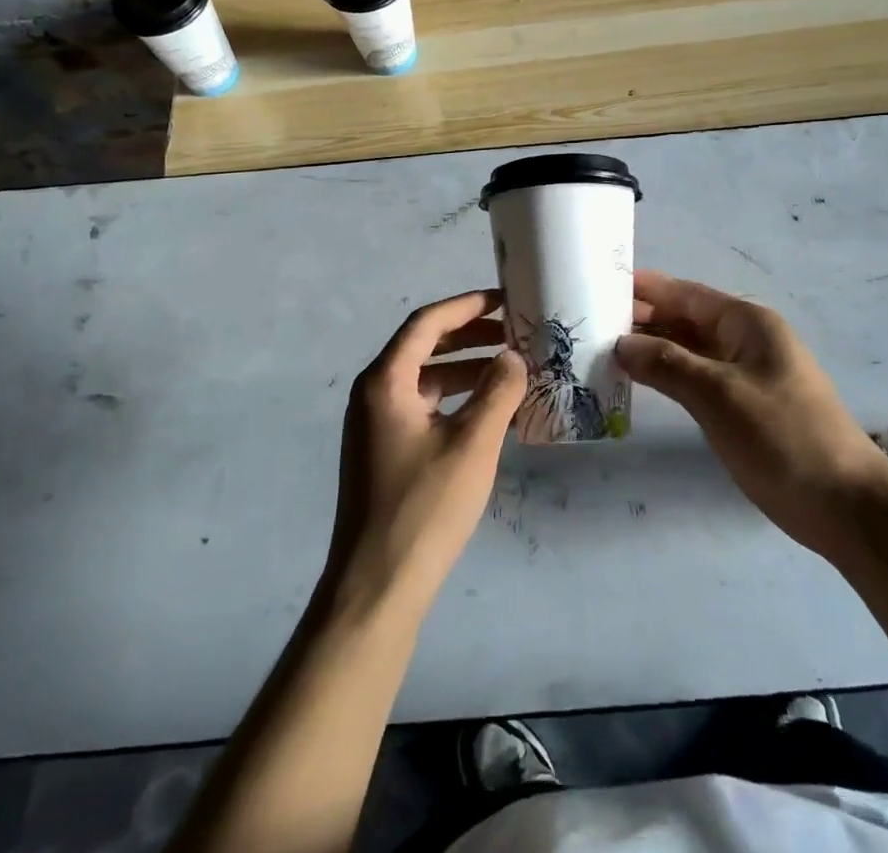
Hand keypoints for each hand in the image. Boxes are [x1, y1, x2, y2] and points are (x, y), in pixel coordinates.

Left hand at [323, 290, 526, 622]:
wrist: (377, 587)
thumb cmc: (425, 506)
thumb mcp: (472, 444)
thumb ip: (497, 392)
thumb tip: (514, 357)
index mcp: (385, 381)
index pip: (427, 323)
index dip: (467, 306)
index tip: (505, 301)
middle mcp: (373, 394)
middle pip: (424, 346)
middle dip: (470, 336)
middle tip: (514, 334)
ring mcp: (375, 425)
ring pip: (425, 378)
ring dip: (465, 369)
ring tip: (510, 370)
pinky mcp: (384, 452)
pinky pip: (422, 407)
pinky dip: (454, 400)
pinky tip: (488, 412)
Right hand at [617, 270, 887, 556]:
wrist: (844, 505)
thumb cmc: (782, 436)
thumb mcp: (718, 394)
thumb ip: (667, 364)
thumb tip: (620, 343)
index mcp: (747, 323)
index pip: (686, 294)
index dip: (645, 288)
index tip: (601, 283)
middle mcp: (745, 340)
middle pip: (685, 319)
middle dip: (643, 318)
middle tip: (590, 321)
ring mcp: (745, 374)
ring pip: (688, 350)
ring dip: (652, 348)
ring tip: (603, 348)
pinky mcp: (743, 406)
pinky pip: (696, 378)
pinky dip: (667, 376)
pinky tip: (637, 381)